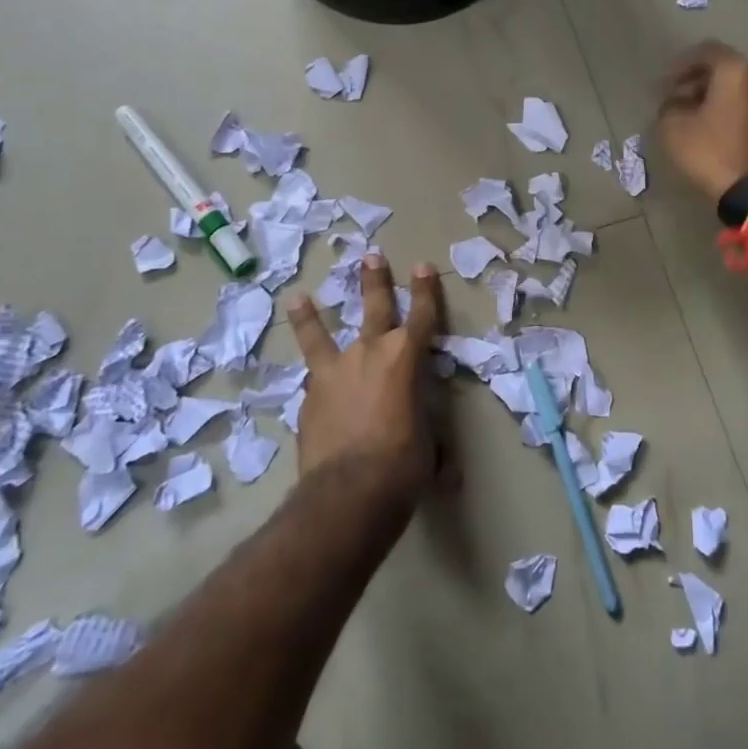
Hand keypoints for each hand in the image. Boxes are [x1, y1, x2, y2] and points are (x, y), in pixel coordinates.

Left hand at [287, 255, 442, 509]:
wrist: (348, 492)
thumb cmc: (403, 465)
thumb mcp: (430, 449)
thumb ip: (432, 443)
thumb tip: (449, 474)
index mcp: (408, 358)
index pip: (423, 315)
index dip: (425, 290)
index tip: (422, 266)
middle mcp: (371, 353)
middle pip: (375, 307)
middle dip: (375, 280)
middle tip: (371, 256)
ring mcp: (335, 372)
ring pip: (321, 334)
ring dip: (312, 315)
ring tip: (299, 297)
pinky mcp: (309, 397)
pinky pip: (311, 378)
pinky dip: (311, 376)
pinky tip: (308, 383)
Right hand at [658, 41, 747, 204]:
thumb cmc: (713, 153)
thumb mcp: (675, 129)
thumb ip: (670, 106)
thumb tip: (674, 102)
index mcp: (737, 72)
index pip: (707, 51)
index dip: (682, 65)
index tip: (666, 85)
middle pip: (727, 70)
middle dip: (700, 82)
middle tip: (679, 101)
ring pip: (742, 91)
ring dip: (718, 99)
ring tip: (696, 119)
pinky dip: (734, 114)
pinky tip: (719, 134)